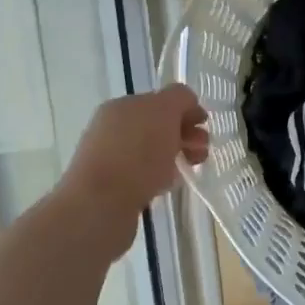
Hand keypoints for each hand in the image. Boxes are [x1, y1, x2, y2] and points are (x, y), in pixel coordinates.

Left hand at [60, 84, 209, 223]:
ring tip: (189, 169)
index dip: (187, 110)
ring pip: (153, 151)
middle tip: (201, 151)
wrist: (100, 206)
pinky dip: (161, 176)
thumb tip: (187, 105)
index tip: (204, 127)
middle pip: (159, 125)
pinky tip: (168, 185)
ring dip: (176, 155)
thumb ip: (179, 98)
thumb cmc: (136, 154)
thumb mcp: (164, 112)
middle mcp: (113, 127)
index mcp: (123, 105)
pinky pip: (145, 173)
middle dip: (185, 134)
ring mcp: (111, 157)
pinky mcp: (113, 186)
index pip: (162, 100)